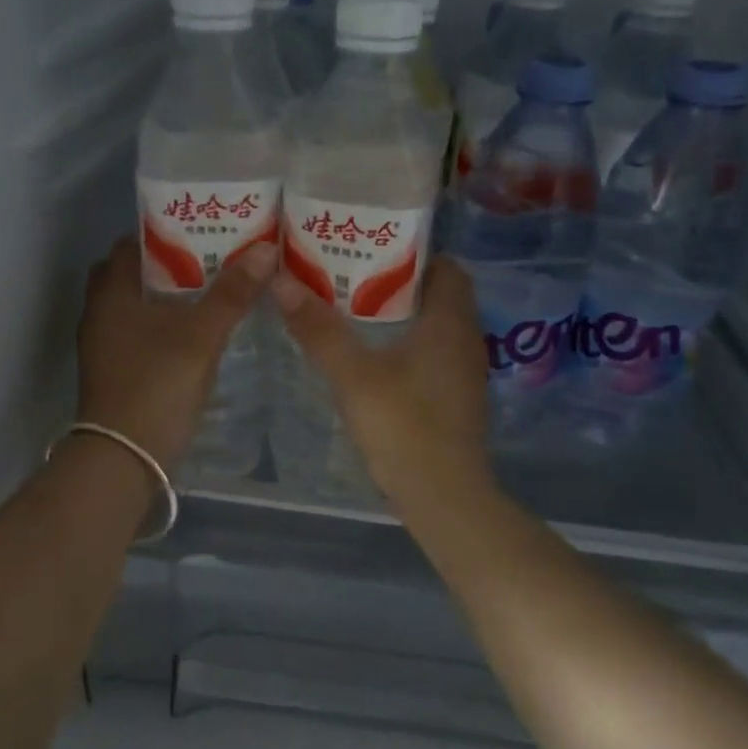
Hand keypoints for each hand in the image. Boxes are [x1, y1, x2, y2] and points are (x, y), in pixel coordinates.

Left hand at [77, 235, 275, 470]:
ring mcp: (103, 345)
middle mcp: (100, 312)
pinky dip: (162, 326)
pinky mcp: (113, 371)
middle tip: (211, 263)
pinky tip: (194, 334)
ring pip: (136, 306)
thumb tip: (264, 249)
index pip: (132, 244)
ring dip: (167, 298)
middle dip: (169, 266)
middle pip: (134, 274)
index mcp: (112, 292)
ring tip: (211, 293)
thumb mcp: (201, 336)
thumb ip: (232, 293)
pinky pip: (138, 333)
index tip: (202, 233)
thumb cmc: (157, 386)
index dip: (165, 233)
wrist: (123, 458)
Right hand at [270, 256, 492, 506]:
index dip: (412, 254)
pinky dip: (408, 346)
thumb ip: (319, 329)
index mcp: (450, 321)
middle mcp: (465, 339)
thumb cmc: (403, 426)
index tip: (372, 252)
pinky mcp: (456, 398)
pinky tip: (374, 358)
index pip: (446, 267)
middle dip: (398, 284)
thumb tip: (282, 281)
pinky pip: (434, 355)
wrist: (443, 496)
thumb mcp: (353, 375)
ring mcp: (464, 372)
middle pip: (438, 295)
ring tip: (354, 313)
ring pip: (435, 327)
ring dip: (401, 317)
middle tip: (351, 279)